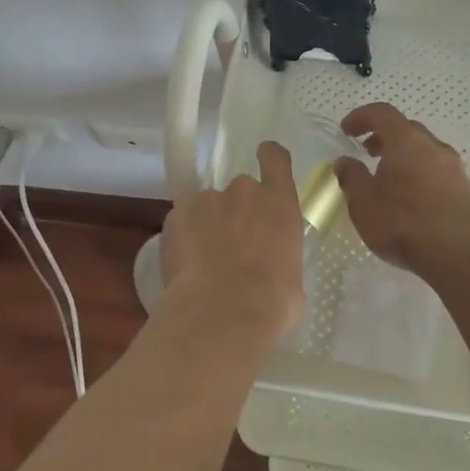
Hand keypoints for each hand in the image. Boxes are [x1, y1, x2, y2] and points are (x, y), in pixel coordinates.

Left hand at [159, 141, 305, 343]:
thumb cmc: (272, 304)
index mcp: (279, 203)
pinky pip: (182, 222)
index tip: (264, 159)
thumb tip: (274, 270)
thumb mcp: (294, 281)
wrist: (223, 314)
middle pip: (240, 190)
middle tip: (232, 246)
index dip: (269, 157)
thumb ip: (281, 259)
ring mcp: (207, 199)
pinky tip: (185, 268)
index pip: (275, 158)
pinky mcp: (175, 215)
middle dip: (235, 212)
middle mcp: (244, 190)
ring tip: (204, 263)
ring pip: (207, 207)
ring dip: (207, 226)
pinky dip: (183, 238)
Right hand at [334, 103, 469, 275]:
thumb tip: (344, 161)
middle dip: (383, 136)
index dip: (361, 117)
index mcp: (406, 140)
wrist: (459, 255)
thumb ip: (351, 176)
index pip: (382, 113)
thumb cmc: (403, 222)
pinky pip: (436, 170)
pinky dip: (419, 173)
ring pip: (424, 150)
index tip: (346, 130)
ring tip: (387, 178)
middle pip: (406, 129)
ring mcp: (453, 167)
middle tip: (367, 152)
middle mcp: (433, 145)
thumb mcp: (363, 201)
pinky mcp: (464, 190)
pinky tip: (410, 198)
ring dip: (403, 156)